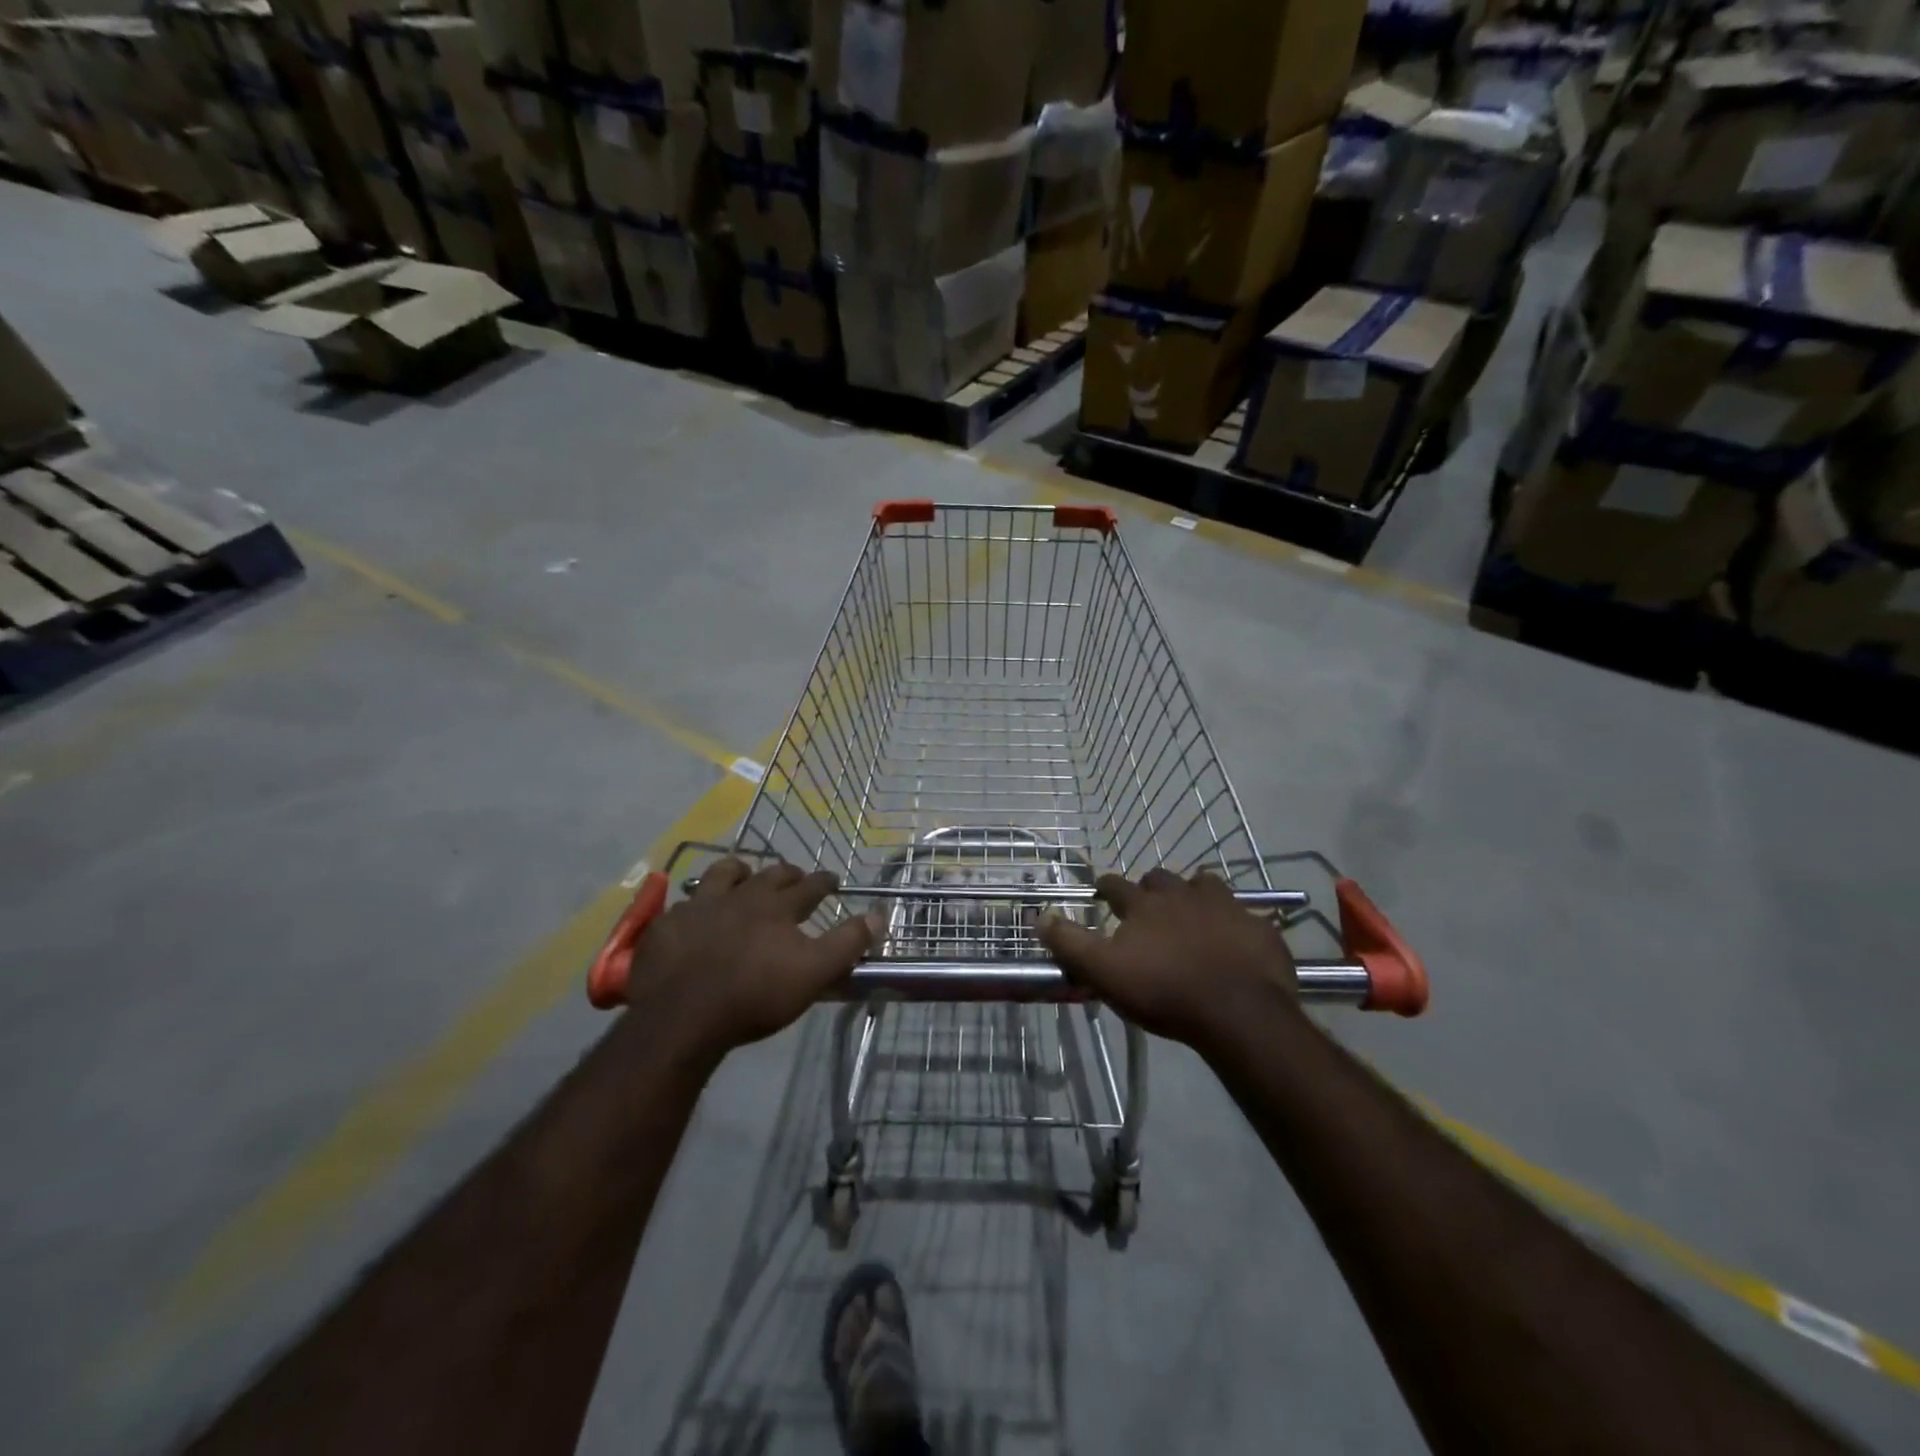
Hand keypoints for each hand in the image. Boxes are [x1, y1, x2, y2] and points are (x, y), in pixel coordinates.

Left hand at [624, 858, 877, 1061]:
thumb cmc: (755, 996)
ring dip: (739, 872)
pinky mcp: (668, 924)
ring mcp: (701, 906)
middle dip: (787, 873)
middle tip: (794, 877)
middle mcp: (741, 896)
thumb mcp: (813, 973)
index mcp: (777, 907)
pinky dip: (697, 903)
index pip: (809, 886)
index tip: (833, 879)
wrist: (682, 1016)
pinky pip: (685, 903)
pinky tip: (696, 914)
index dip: (824, 881)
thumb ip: (847, 943)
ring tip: (744, 877)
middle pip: (769, 874)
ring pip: (723, 874)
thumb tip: (879, 914)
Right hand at [1036, 869, 1298, 1048]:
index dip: (1106, 887)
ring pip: (1205, 885)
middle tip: (1148, 906)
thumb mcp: (1104, 972)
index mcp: (1145, 904)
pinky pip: (1244, 914)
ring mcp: (1226, 906)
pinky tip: (1234, 939)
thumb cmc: (1164, 992)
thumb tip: (1039, 915)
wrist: (1239, 1013)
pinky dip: (1234, 922)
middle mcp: (1183, 894)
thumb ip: (1070, 943)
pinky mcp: (1258, 927)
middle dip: (1151, 888)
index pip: (1116, 885)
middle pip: (1161, 878)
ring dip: (1194, 894)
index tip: (1101, 891)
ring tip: (1192, 912)